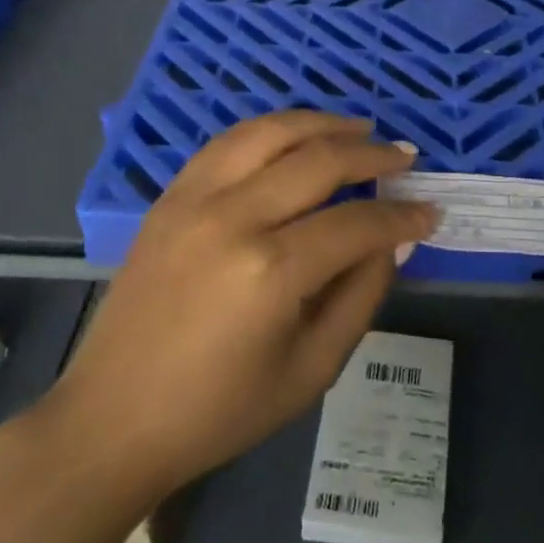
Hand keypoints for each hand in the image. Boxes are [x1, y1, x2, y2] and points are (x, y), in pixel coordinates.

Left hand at [50, 112, 439, 505]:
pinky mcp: (169, 197)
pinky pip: (228, 143)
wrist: (114, 418)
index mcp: (271, 272)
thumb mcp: (312, 369)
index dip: (402, 215)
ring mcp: (194, 199)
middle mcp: (233, 218)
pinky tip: (295, 137)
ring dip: (322, 124)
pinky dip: (271, 131)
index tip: (429, 212)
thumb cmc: (220, 410)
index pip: (357, 223)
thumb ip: (361, 296)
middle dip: (372, 155)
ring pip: (270, 133)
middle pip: (318, 161)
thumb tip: (392, 241)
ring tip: (358, 129)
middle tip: (404, 158)